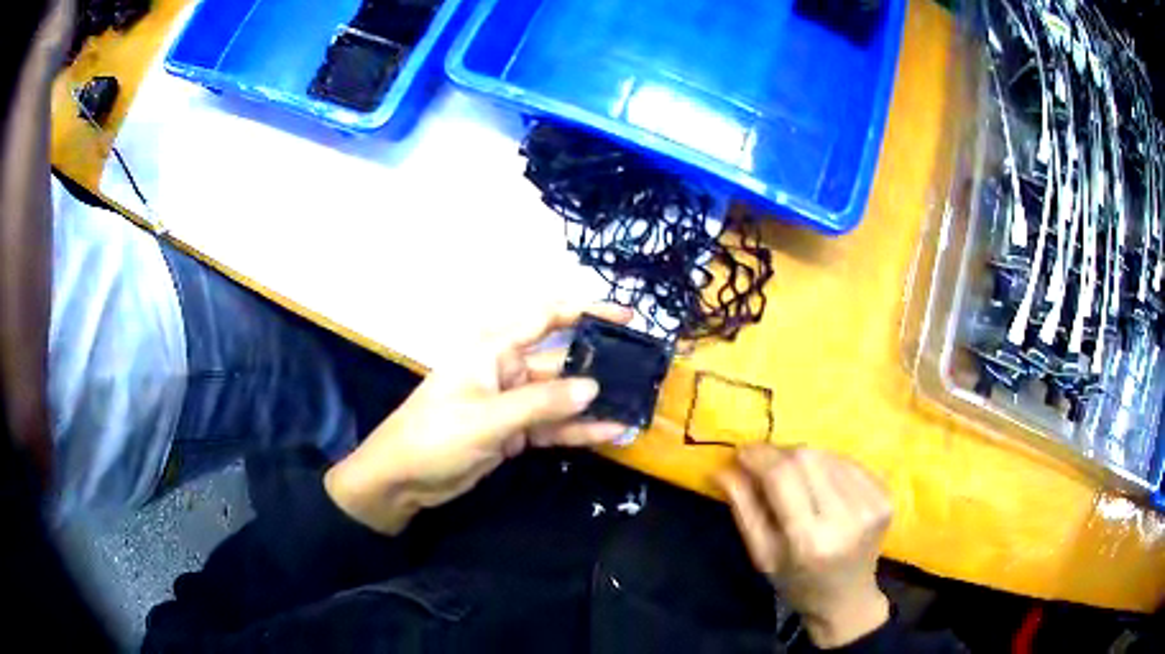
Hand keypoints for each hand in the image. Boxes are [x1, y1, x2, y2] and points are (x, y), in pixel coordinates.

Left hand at [325, 303, 632, 534]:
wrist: (402, 479)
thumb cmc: (434, 436)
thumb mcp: (487, 419)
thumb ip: (541, 404)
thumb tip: (594, 388)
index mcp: (493, 350)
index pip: (545, 318)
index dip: (585, 310)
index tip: (625, 316)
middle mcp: (506, 369)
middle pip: (560, 362)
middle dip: (598, 366)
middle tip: (642, 373)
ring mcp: (511, 403)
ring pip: (560, 398)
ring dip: (592, 405)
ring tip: (635, 407)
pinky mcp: (512, 432)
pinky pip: (551, 426)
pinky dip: (577, 430)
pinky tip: (609, 434)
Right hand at [716, 445, 892, 648]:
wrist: (847, 598)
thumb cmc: (797, 582)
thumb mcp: (762, 554)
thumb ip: (743, 508)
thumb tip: (722, 467)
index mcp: (810, 541)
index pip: (783, 477)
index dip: (760, 456)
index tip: (741, 451)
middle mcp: (847, 518)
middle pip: (808, 457)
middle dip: (780, 454)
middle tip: (764, 464)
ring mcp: (872, 504)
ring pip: (828, 454)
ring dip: (804, 459)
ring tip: (794, 478)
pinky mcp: (886, 495)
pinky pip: (848, 461)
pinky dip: (827, 465)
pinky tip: (821, 484)